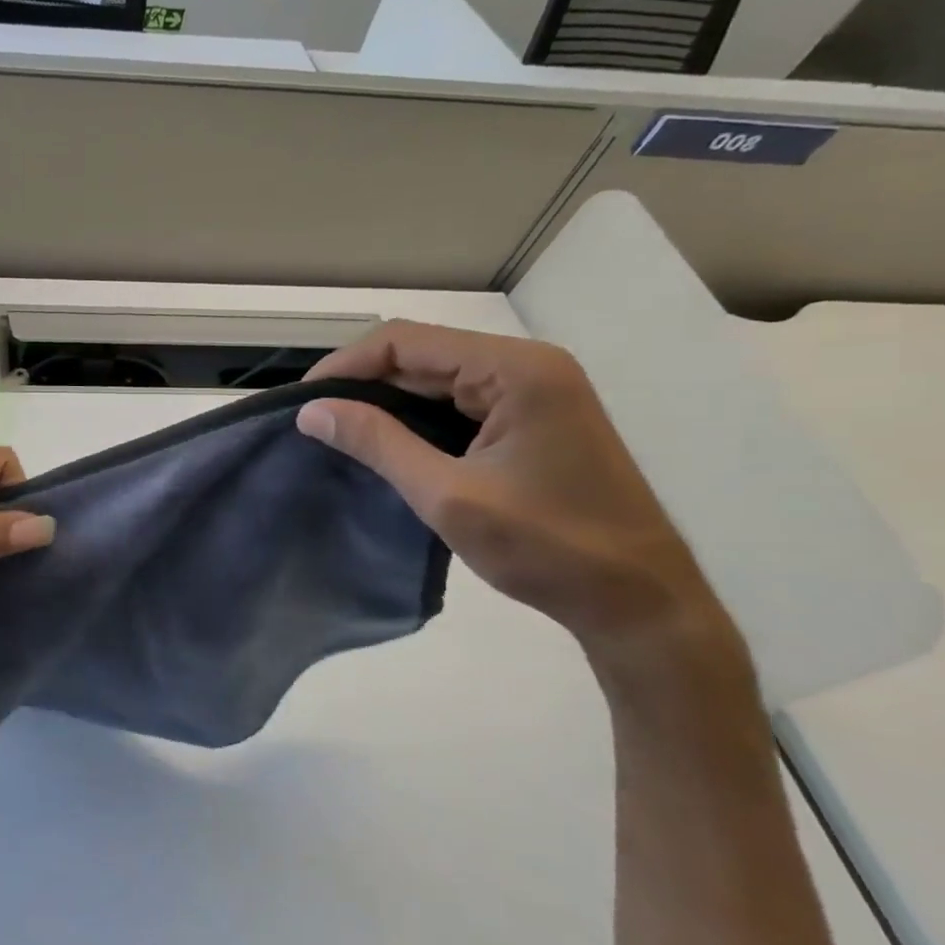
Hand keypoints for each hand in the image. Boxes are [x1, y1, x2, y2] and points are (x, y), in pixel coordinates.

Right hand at [295, 321, 739, 689]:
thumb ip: (377, 443)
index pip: (406, 341)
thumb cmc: (548, 547)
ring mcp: (536, 391)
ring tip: (340, 433)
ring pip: (438, 378)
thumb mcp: (448, 495)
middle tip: (316, 422)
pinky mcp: (535, 419)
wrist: (641, 603)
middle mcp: (528, 366)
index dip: (346, 365)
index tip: (303, 403)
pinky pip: (460, 402)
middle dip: (363, 383)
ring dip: (388, 402)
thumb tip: (311, 410)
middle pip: (422, 354)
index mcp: (515, 370)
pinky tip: (388, 444)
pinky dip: (418, 418)